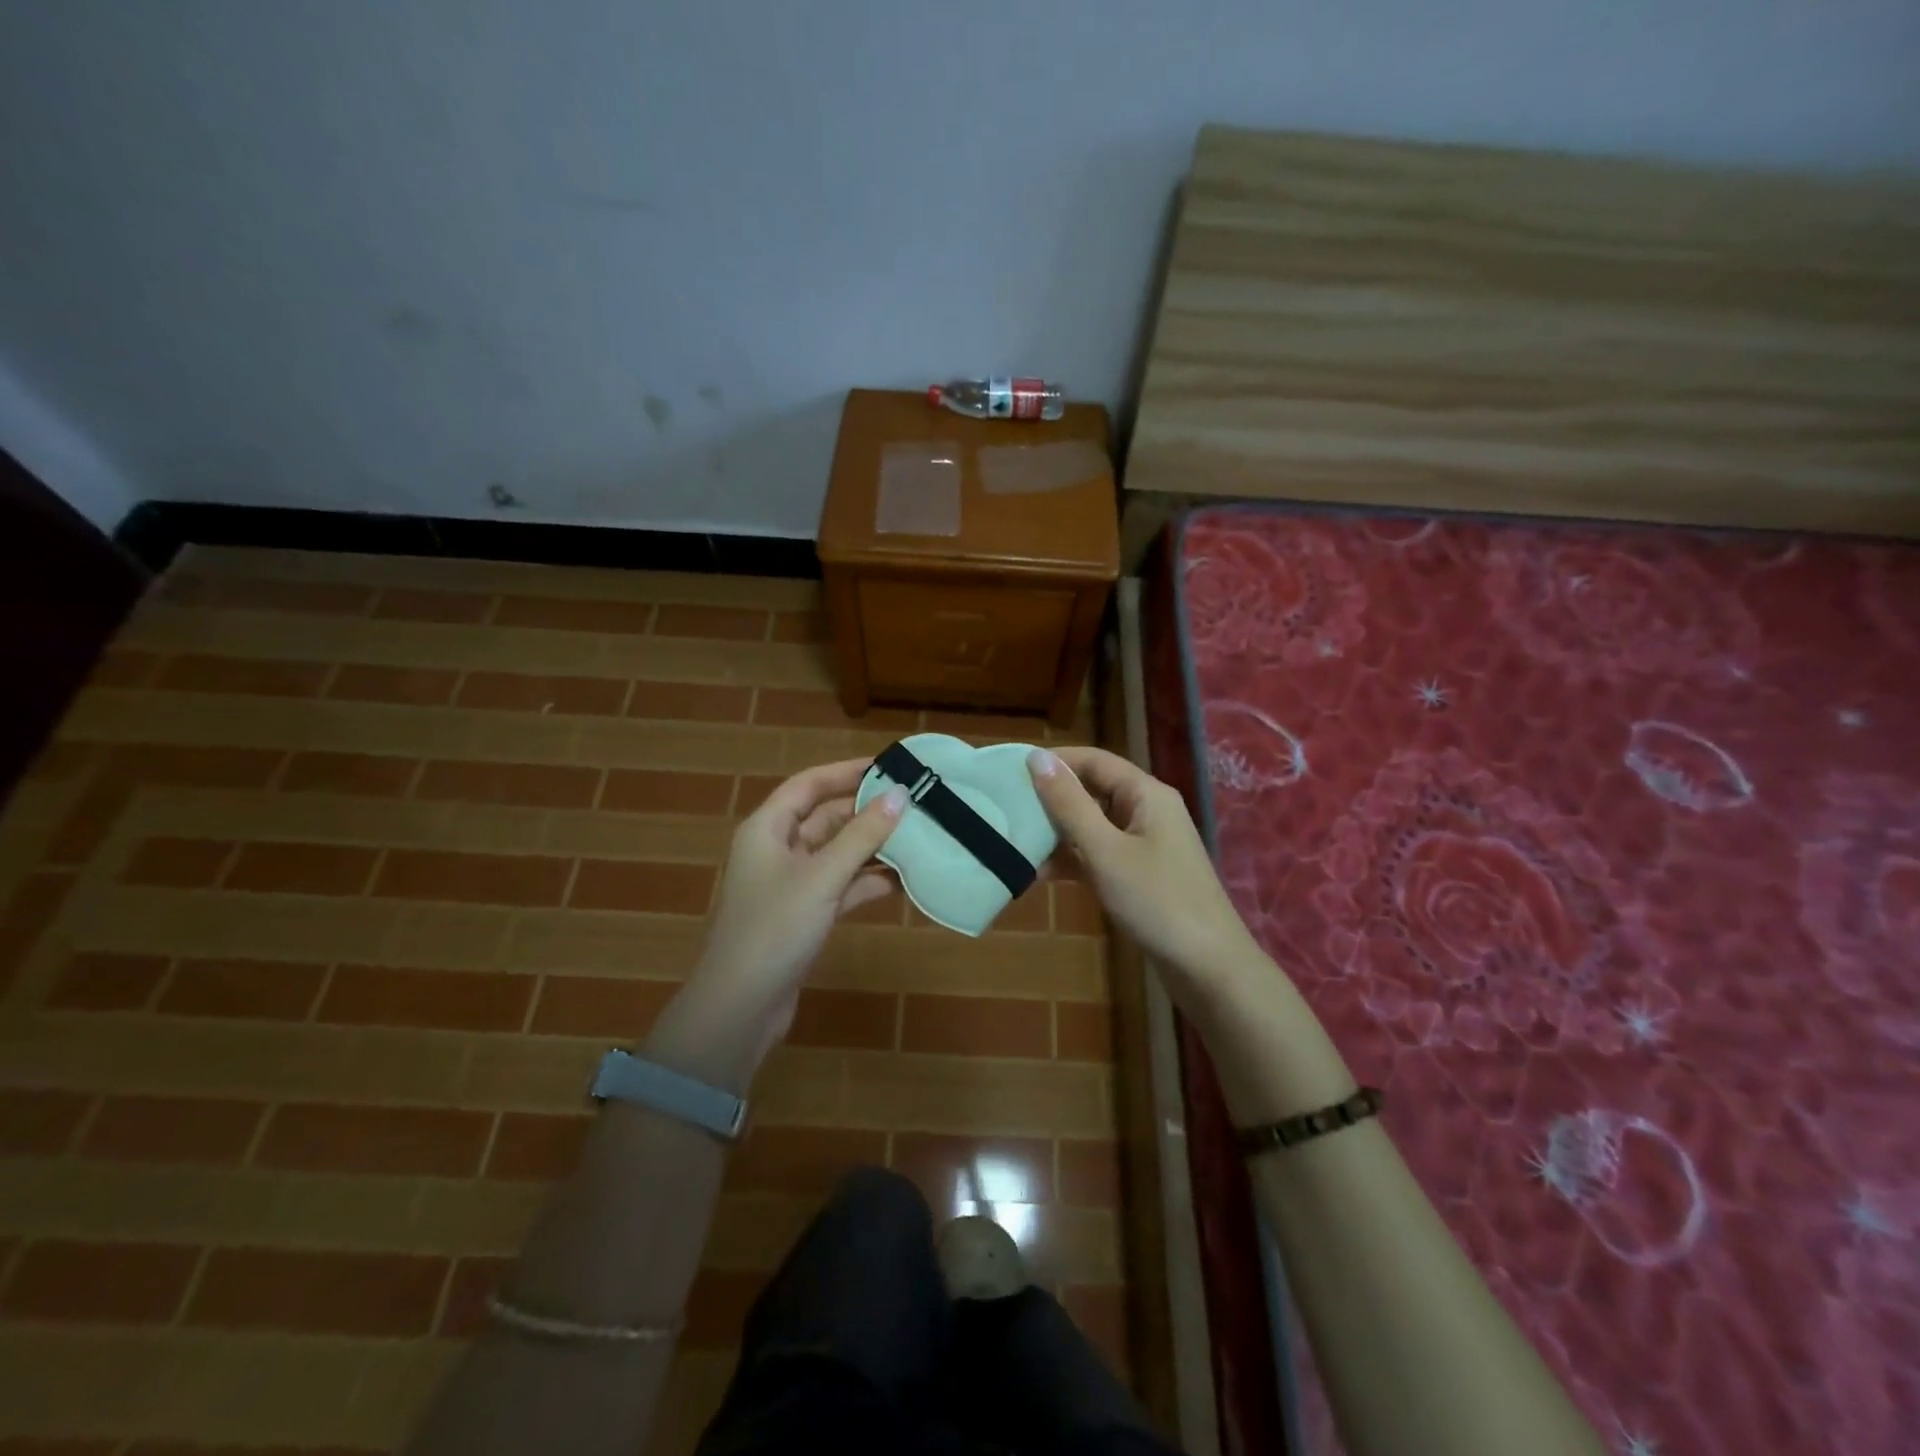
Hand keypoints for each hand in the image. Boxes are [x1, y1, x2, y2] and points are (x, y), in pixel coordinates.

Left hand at [643, 759, 905, 1089]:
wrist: (741, 1007)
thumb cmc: (775, 929)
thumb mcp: (822, 877)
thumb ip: (862, 835)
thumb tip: (899, 794)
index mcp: (767, 829)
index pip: (809, 785)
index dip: (846, 772)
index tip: (888, 765)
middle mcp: (777, 850)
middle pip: (825, 817)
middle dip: (867, 810)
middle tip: (914, 801)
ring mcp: (792, 884)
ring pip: (837, 852)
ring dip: (872, 846)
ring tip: (918, 836)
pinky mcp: (805, 914)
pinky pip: (842, 885)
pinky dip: (868, 881)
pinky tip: (904, 880)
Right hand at [1027, 746, 1261, 988]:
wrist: (1207, 968)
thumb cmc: (1156, 901)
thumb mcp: (1105, 850)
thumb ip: (1069, 804)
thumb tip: (1037, 757)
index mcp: (1145, 794)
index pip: (1093, 760)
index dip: (1054, 761)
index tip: (1010, 771)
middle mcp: (1146, 811)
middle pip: (1092, 791)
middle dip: (1051, 800)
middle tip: (1005, 809)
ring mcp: (1144, 844)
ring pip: (1093, 825)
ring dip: (1057, 833)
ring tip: (1014, 843)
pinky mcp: (1139, 874)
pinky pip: (1099, 854)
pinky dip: (1073, 860)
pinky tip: (1039, 874)